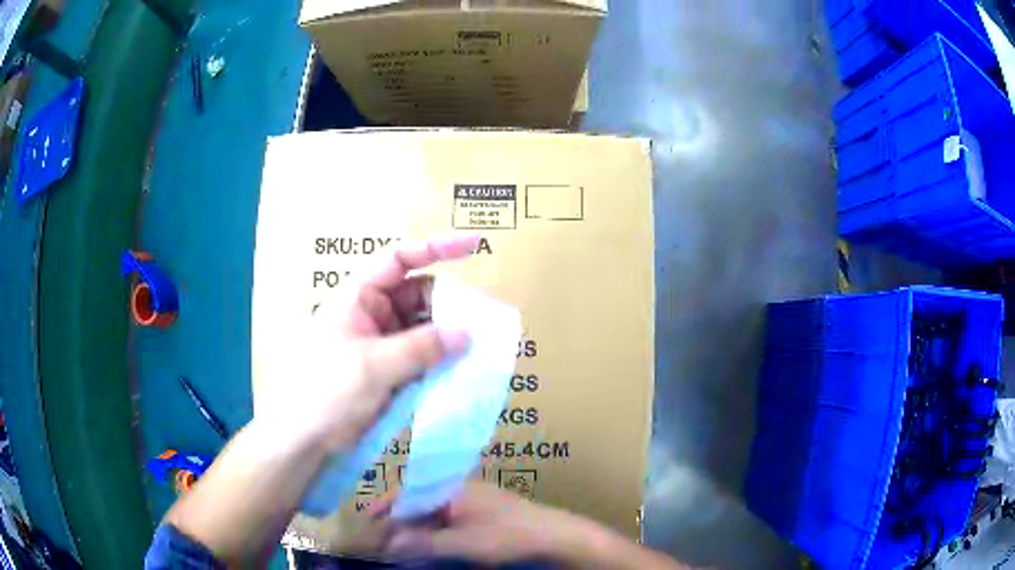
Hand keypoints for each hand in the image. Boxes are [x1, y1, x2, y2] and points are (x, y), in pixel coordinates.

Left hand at [257, 234, 478, 453]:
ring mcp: (383, 344)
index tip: (474, 245)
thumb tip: (466, 332)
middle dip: (450, 305)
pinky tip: (465, 370)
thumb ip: (422, 347)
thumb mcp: (373, 365)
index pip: (399, 259)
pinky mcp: (391, 372)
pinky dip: (442, 361)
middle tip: (484, 320)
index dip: (436, 247)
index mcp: (359, 297)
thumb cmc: (326, 391)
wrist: (303, 439)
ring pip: (425, 330)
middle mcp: (373, 314)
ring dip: (450, 337)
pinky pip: (423, 358)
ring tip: (483, 347)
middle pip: (420, 296)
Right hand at [383, 483, 583, 563]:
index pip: (408, 492)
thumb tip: (389, 544)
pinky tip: (430, 547)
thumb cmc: (507, 536)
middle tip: (384, 543)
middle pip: (418, 504)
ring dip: (417, 530)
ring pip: (433, 514)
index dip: (385, 507)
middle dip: (399, 523)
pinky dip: (435, 533)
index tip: (366, 522)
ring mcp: (473, 501)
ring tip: (403, 548)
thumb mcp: (463, 543)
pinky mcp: (483, 514)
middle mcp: (459, 490)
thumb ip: (424, 543)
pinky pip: (448, 521)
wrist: (554, 536)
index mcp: (451, 488)